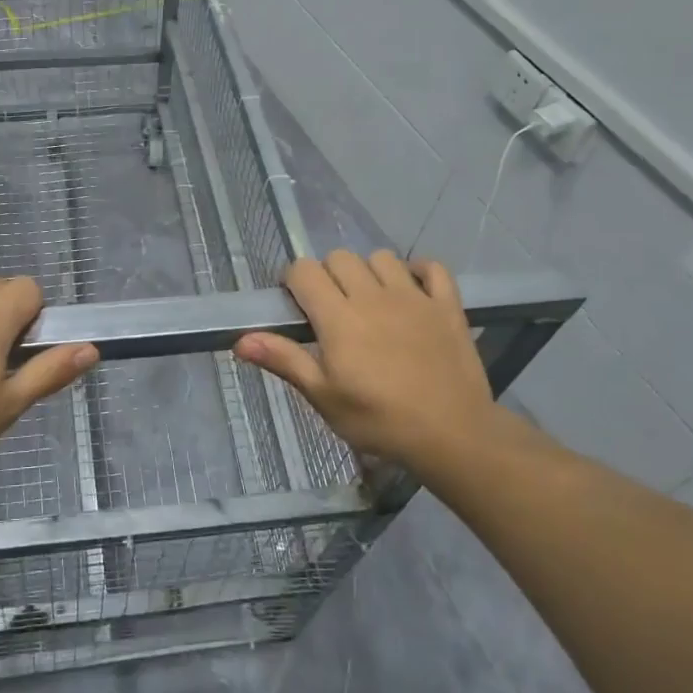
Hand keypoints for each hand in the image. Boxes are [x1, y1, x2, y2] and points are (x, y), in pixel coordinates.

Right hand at [235, 249, 502, 480]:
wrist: (451, 435)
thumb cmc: (378, 420)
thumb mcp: (323, 397)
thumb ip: (284, 360)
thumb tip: (240, 340)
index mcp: (338, 317)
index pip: (304, 271)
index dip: (293, 281)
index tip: (296, 307)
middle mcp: (373, 296)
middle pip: (339, 258)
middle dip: (327, 275)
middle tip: (331, 310)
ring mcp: (414, 297)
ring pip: (381, 257)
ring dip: (369, 272)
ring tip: (369, 302)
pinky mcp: (447, 305)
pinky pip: (432, 268)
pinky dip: (419, 271)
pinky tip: (411, 291)